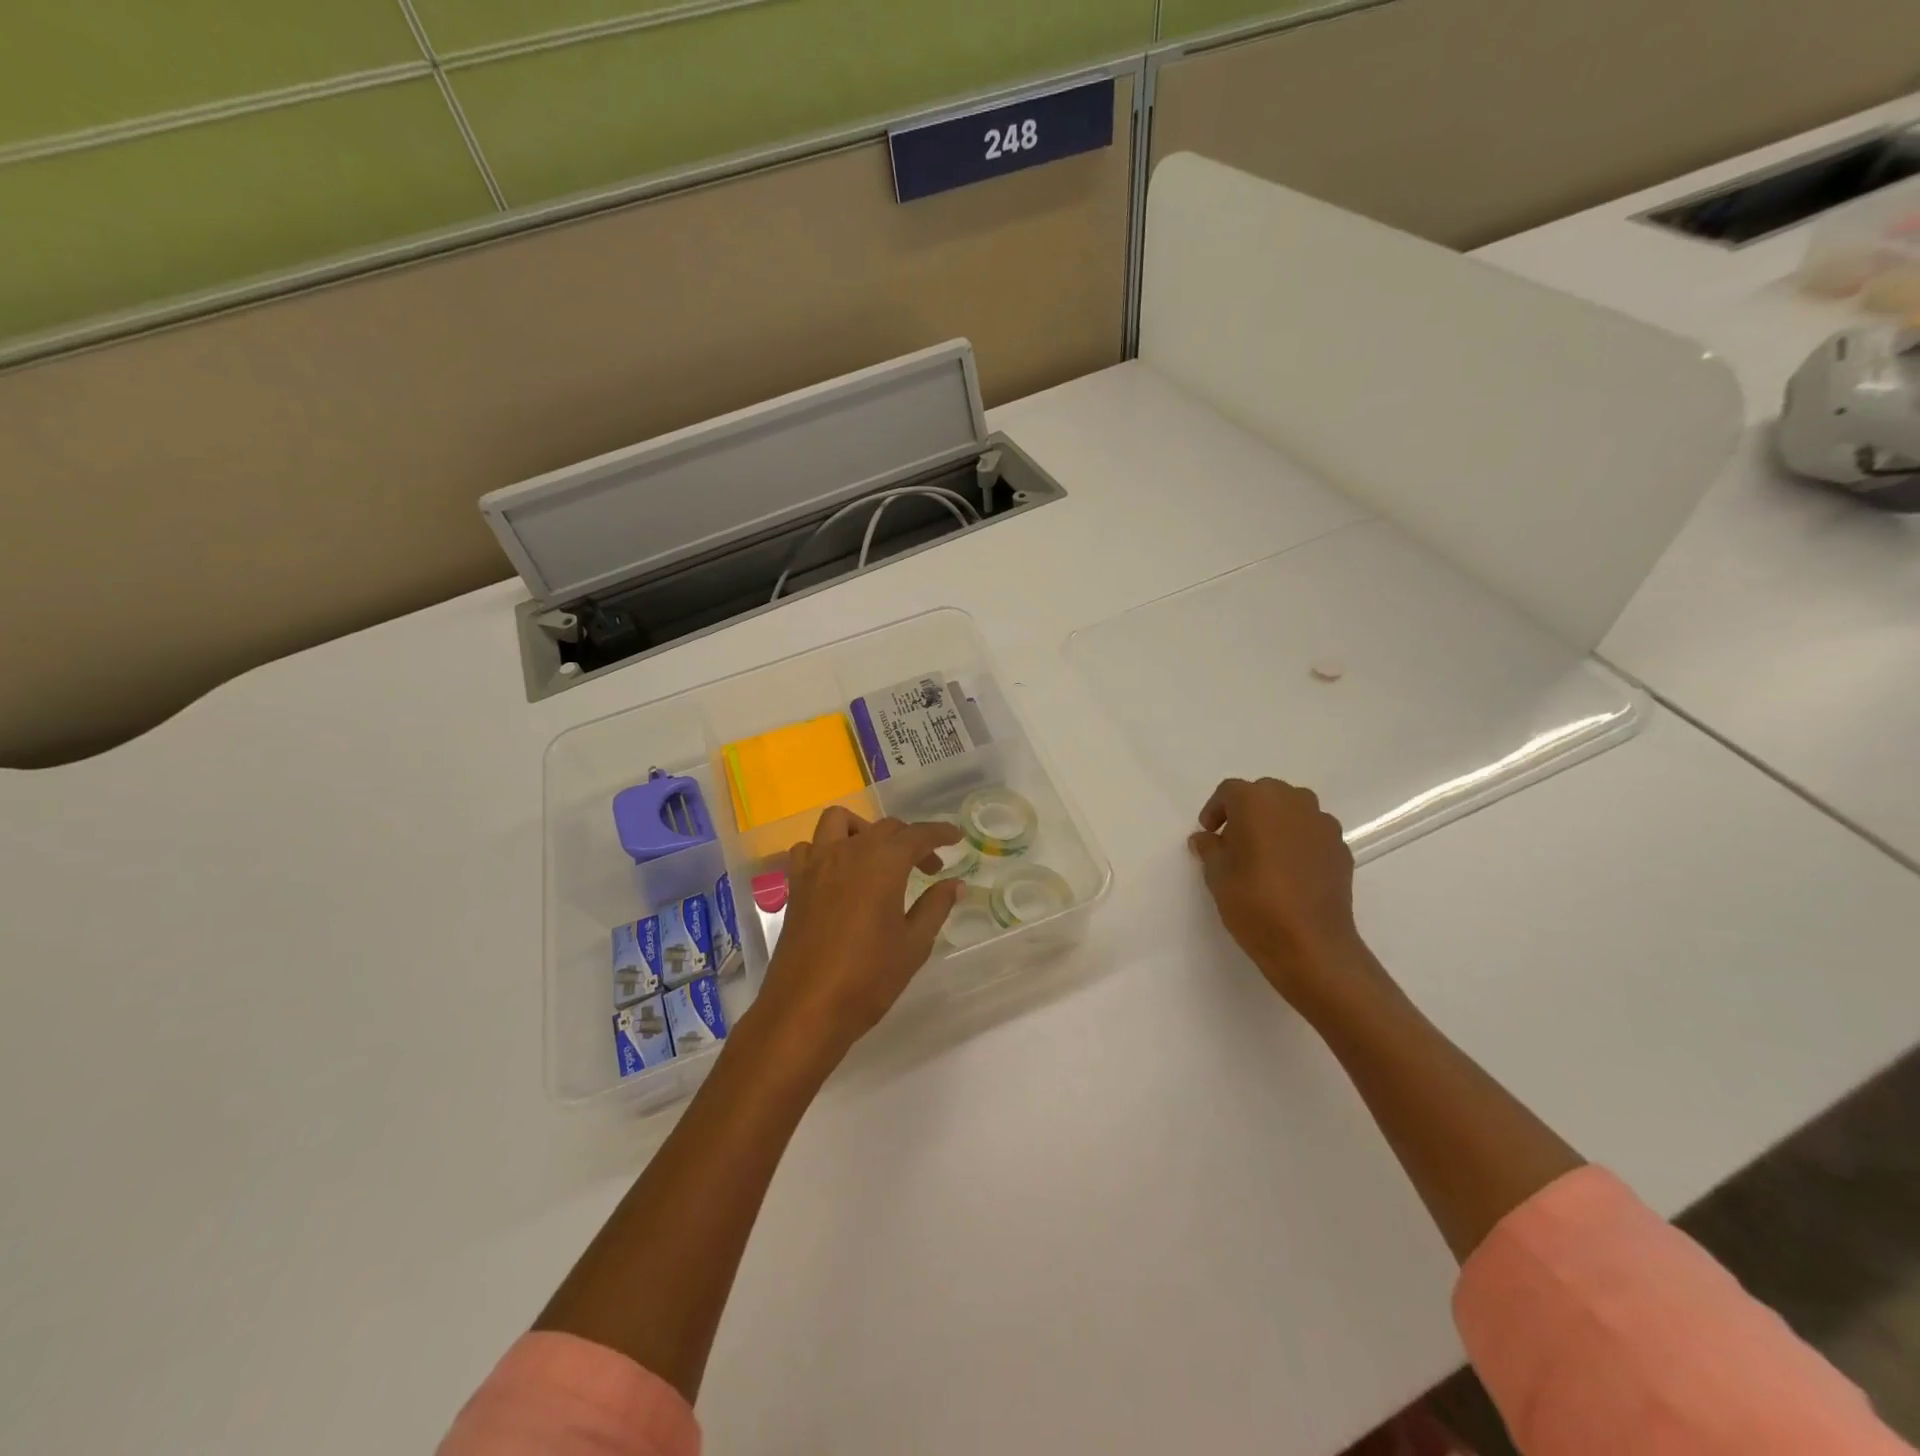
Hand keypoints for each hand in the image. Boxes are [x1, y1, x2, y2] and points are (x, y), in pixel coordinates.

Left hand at [743, 808, 963, 1071]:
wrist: (806, 1009)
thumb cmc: (868, 977)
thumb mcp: (914, 944)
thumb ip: (935, 906)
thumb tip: (955, 884)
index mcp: (882, 863)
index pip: (917, 835)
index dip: (940, 833)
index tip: (956, 838)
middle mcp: (847, 852)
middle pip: (884, 828)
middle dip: (911, 839)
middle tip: (929, 867)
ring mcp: (816, 866)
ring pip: (839, 822)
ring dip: (864, 829)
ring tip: (878, 857)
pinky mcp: (796, 885)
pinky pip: (810, 848)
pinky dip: (827, 849)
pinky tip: (840, 874)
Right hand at [1188, 777, 1383, 1013]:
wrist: (1311, 944)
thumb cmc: (1254, 902)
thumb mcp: (1216, 875)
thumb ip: (1209, 848)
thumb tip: (1207, 838)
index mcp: (1256, 801)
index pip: (1229, 791)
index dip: (1215, 810)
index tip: (1209, 834)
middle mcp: (1293, 802)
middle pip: (1264, 794)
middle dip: (1247, 812)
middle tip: (1234, 842)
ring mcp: (1322, 824)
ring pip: (1292, 811)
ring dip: (1275, 824)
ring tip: (1264, 855)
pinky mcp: (1341, 848)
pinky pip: (1312, 834)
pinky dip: (1298, 842)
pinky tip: (1290, 872)